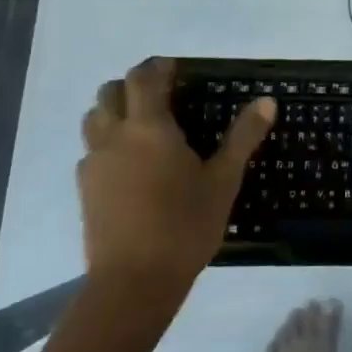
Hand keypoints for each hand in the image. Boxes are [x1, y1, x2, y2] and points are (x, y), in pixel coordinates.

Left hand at [78, 57, 273, 296]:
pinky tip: (127, 166)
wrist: (133, 283)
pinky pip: (91, 151)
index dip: (158, 67)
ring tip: (140, 126)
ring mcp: (95, 163)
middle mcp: (115, 135)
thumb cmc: (184, 226)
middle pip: (110, 92)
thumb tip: (266, 101)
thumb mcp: (223, 180)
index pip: (143, 78)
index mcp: (149, 126)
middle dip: (131, 85)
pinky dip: (106, 144)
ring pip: (94, 119)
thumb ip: (243, 137)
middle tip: (159, 95)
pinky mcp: (85, 190)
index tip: (176, 69)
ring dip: (113, 111)